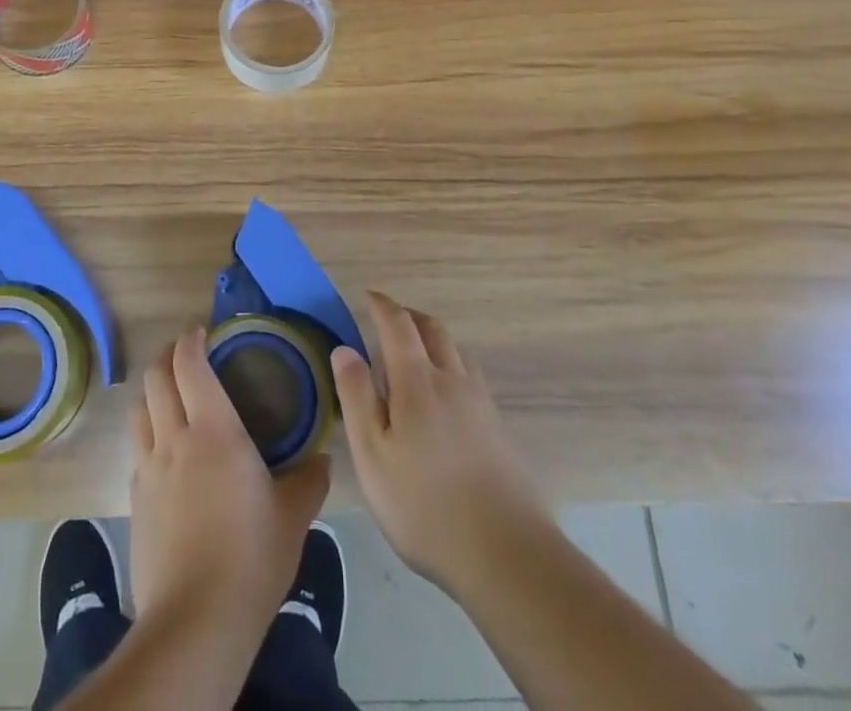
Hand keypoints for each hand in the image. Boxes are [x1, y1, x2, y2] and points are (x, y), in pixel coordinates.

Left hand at [128, 326, 330, 627]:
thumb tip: (322, 460)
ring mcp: (149, 469)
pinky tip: (166, 452)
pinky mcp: (136, 500)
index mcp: (213, 429)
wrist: (196, 621)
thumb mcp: (293, 515)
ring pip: (139, 409)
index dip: (191, 339)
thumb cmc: (251, 556)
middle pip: (155, 377)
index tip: (203, 330)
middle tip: (187, 353)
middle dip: (167, 355)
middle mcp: (174, 438)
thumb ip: (309, 479)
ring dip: (152, 391)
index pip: (189, 363)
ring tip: (171, 394)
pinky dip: (148, 433)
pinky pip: (138, 450)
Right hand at [332, 291, 550, 593]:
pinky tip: (444, 396)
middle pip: (433, 329)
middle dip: (409, 316)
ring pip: (456, 351)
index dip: (382, 306)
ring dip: (433, 339)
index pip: (398, 325)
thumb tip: (344, 348)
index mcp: (417, 381)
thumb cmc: (425, 506)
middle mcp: (452, 380)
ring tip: (415, 353)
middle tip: (389, 319)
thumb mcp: (373, 455)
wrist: (506, 554)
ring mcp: (480, 403)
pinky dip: (451, 366)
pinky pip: (470, 377)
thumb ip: (357, 397)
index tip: (368, 297)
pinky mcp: (498, 429)